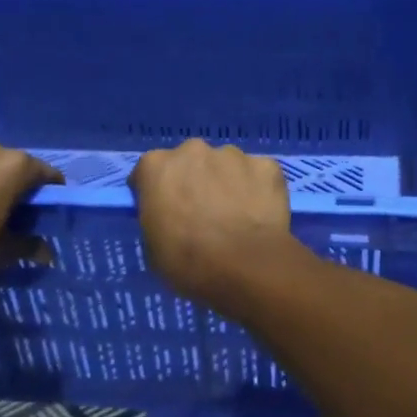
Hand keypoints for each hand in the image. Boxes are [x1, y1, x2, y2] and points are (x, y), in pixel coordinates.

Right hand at [129, 141, 294, 306]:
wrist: (246, 267)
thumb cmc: (188, 262)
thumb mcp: (153, 247)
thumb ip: (157, 218)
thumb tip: (169, 216)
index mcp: (156, 166)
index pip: (150, 172)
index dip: (158, 192)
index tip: (166, 212)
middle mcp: (193, 150)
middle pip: (190, 161)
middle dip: (194, 180)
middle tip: (203, 212)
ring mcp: (233, 154)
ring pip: (226, 165)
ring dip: (227, 182)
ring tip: (236, 214)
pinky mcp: (266, 165)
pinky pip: (257, 174)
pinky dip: (257, 188)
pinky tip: (259, 213)